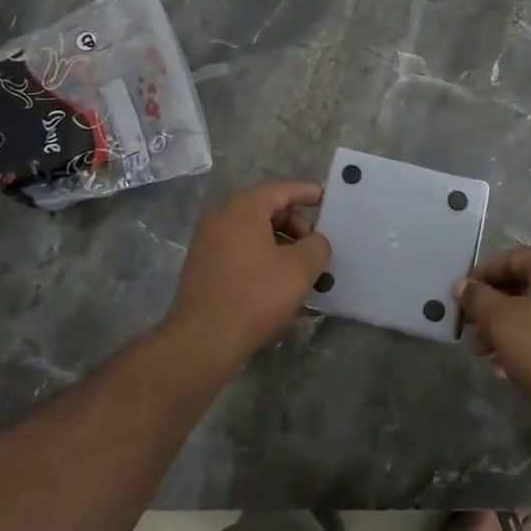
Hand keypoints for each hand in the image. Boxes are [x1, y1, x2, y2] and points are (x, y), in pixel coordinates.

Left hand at [165, 181, 330, 364]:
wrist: (203, 340)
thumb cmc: (255, 296)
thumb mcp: (300, 269)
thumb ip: (317, 246)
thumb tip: (316, 241)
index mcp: (242, 209)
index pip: (280, 190)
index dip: (306, 193)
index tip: (327, 199)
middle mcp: (220, 217)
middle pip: (265, 209)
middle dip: (295, 224)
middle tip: (315, 245)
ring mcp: (207, 242)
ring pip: (252, 232)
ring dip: (280, 244)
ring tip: (301, 268)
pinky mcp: (202, 266)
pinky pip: (240, 250)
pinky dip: (262, 257)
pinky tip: (278, 283)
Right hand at [456, 247, 530, 417]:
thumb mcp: (500, 320)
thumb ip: (477, 298)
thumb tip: (462, 286)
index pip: (508, 259)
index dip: (478, 279)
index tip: (459, 302)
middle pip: (521, 286)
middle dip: (490, 310)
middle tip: (470, 333)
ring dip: (505, 330)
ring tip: (485, 356)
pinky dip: (527, 342)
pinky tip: (507, 368)